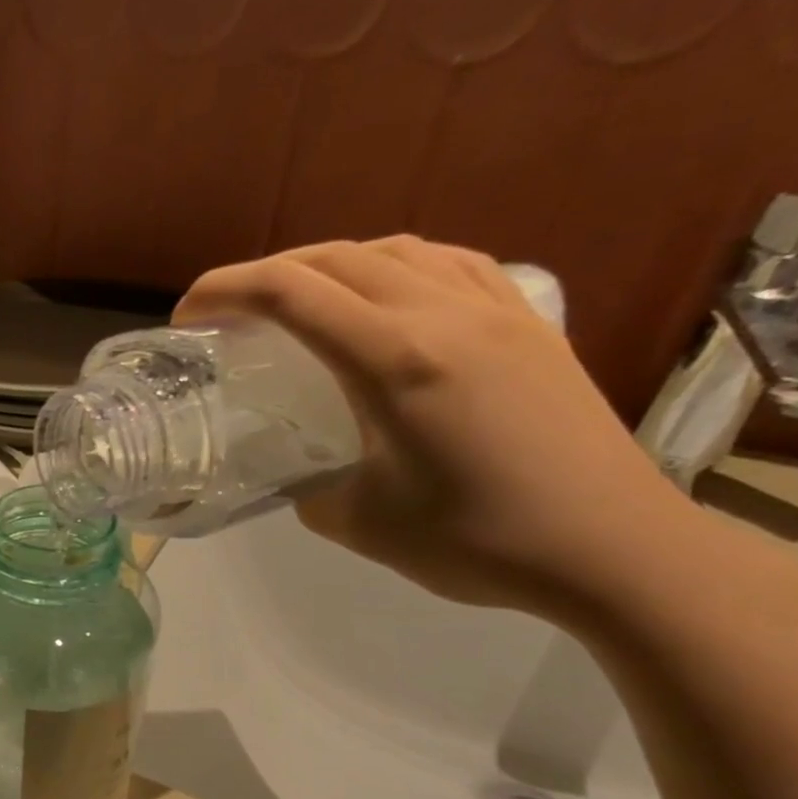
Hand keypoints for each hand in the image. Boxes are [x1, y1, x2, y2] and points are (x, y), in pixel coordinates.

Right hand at [175, 236, 740, 626]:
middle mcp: (444, 314)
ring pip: (395, 250)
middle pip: (336, 258)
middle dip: (266, 273)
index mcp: (395, 360)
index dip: (225, 291)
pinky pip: (450, 263)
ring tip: (298, 300)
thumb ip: (307, 485)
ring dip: (329, 263)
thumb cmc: (477, 541)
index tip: (187, 315)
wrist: (610, 548)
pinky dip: (396, 265)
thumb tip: (295, 469)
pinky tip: (385, 294)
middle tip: (228, 312)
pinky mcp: (529, 323)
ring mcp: (496, 310)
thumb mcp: (358, 523)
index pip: (292, 293)